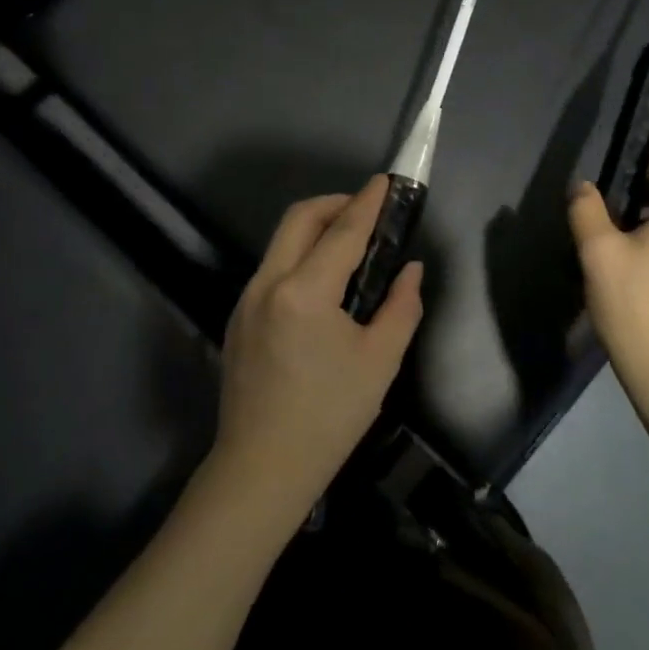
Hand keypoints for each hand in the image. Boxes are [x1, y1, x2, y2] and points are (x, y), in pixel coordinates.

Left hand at [212, 176, 423, 521]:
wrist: (262, 468)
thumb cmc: (329, 417)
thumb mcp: (379, 361)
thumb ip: (401, 306)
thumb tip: (410, 270)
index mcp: (304, 293)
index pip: (342, 231)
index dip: (368, 202)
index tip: (385, 181)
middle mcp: (267, 284)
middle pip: (299, 219)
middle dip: (335, 204)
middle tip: (367, 212)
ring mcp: (246, 299)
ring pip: (281, 241)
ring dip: (315, 228)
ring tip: (350, 244)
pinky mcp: (238, 317)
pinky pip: (272, 267)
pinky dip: (300, 255)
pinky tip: (323, 282)